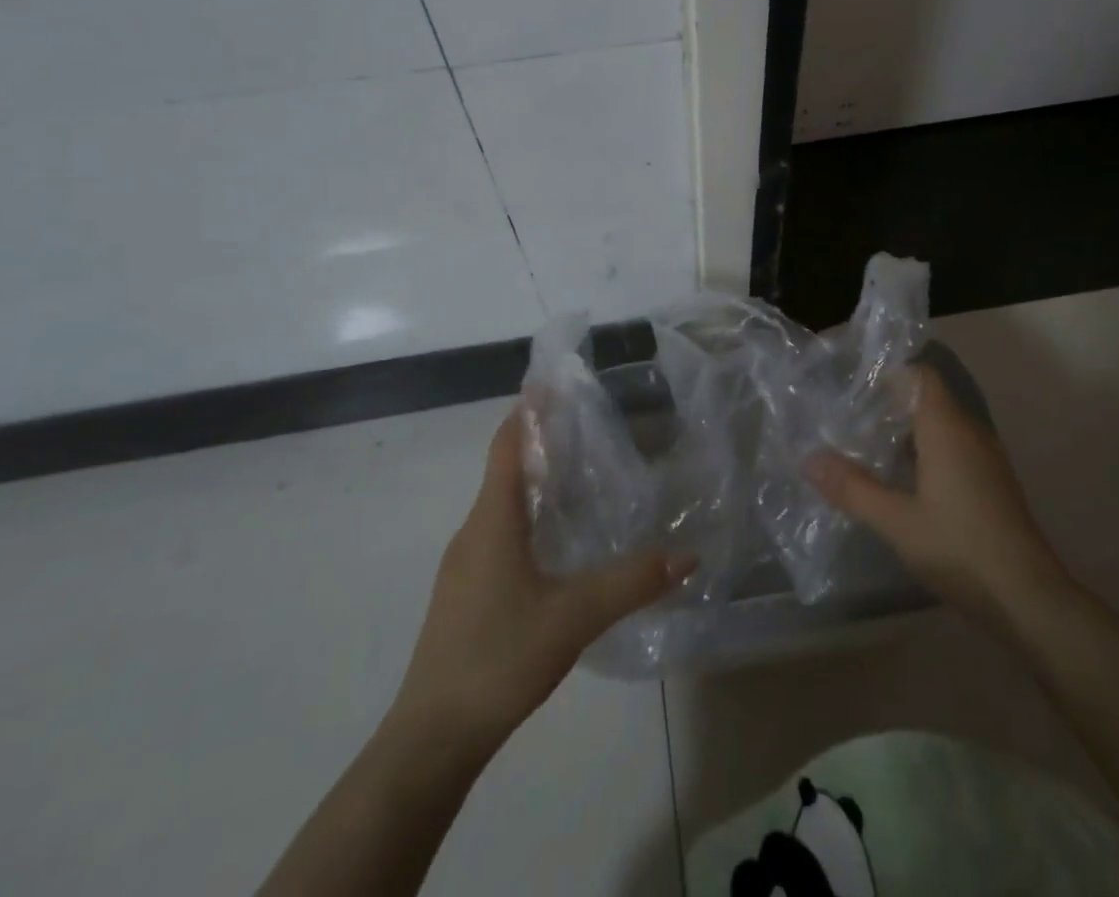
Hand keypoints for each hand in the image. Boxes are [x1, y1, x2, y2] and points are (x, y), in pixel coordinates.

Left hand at [392, 410, 693, 748]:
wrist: (431, 738)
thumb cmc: (498, 658)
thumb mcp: (574, 617)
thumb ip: (631, 582)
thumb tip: (687, 554)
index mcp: (493, 520)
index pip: (509, 444)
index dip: (530, 409)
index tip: (555, 380)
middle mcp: (474, 531)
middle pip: (506, 468)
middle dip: (542, 440)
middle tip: (589, 424)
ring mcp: (465, 565)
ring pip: (502, 504)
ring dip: (536, 481)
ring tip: (581, 475)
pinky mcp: (465, 593)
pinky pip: (499, 534)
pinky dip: (528, 517)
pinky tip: (557, 543)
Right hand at [806, 363, 1068, 639]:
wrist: (1028, 599)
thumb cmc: (960, 548)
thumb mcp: (896, 521)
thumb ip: (852, 488)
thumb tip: (808, 459)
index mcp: (947, 428)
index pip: (919, 375)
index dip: (887, 373)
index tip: (851, 383)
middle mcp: (969, 432)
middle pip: (927, 399)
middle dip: (888, 403)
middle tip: (846, 414)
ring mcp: (985, 459)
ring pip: (940, 426)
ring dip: (906, 430)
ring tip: (865, 444)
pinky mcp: (991, 484)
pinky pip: (953, 449)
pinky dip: (925, 452)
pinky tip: (901, 479)